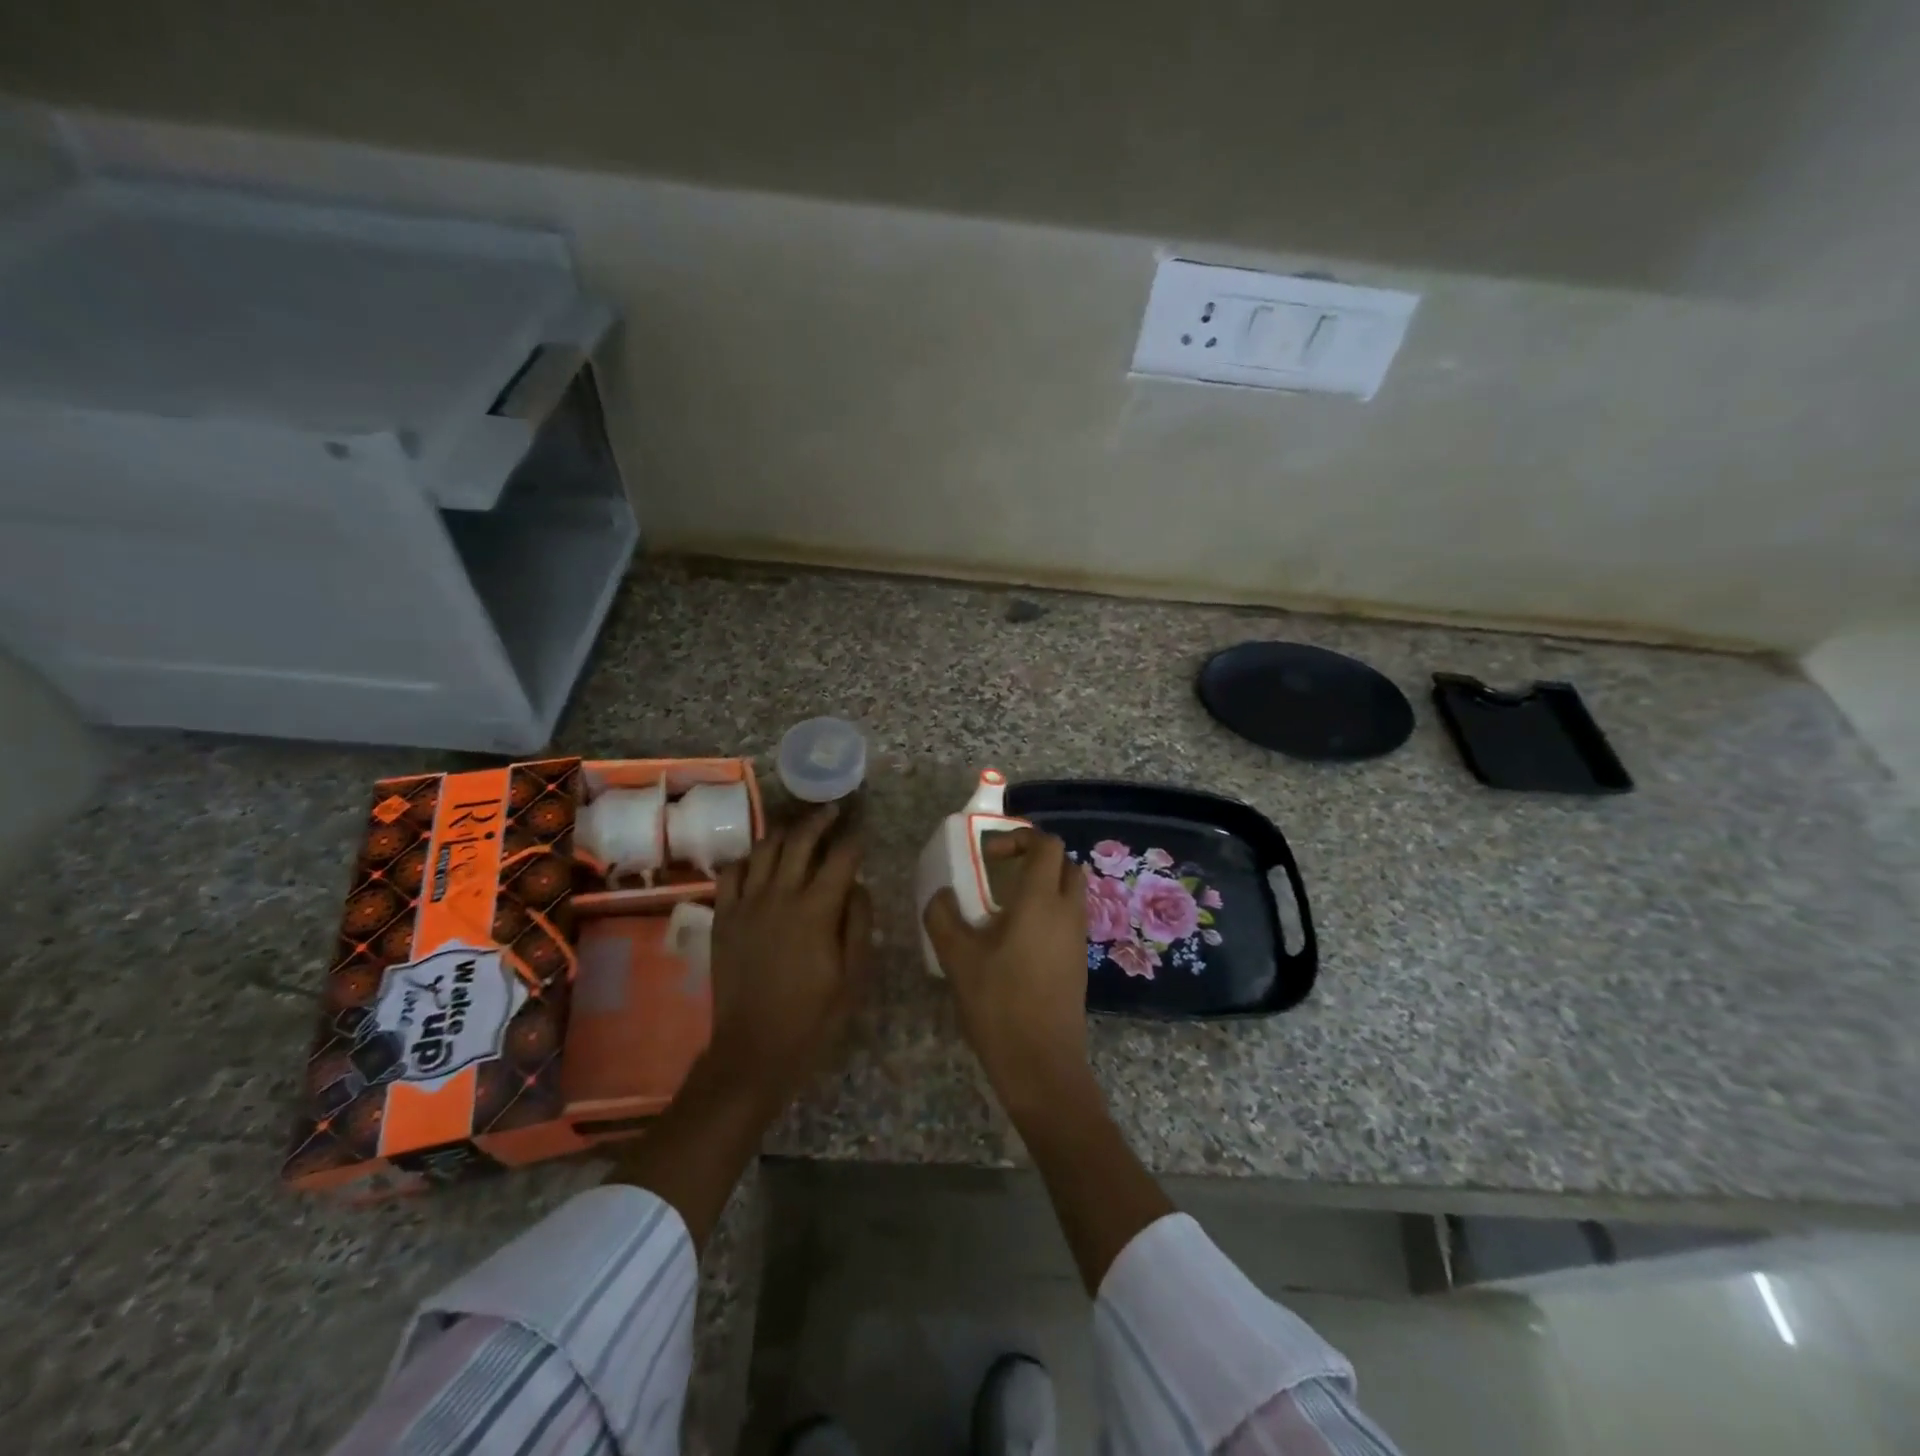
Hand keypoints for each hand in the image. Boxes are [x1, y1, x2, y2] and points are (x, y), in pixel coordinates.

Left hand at [703, 805, 871, 1108]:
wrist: (754, 1049)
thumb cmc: (814, 1016)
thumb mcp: (854, 975)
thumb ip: (859, 922)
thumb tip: (858, 885)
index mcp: (817, 910)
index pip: (841, 857)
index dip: (855, 838)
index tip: (863, 828)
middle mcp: (781, 895)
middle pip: (800, 840)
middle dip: (820, 820)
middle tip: (833, 812)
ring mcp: (747, 904)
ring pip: (765, 848)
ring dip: (785, 831)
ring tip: (798, 827)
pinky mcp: (723, 917)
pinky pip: (731, 873)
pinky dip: (747, 859)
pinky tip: (759, 862)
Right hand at [923, 828, 1095, 1118]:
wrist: (1042, 1064)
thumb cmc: (999, 1004)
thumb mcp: (957, 958)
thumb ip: (943, 916)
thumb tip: (941, 894)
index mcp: (1041, 901)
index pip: (1047, 844)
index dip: (1019, 838)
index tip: (989, 856)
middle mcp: (1067, 912)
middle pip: (1065, 864)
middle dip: (1035, 859)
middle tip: (1000, 874)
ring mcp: (1077, 938)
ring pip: (1069, 893)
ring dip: (1041, 887)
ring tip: (1002, 909)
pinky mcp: (1078, 962)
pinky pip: (1067, 919)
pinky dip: (1047, 913)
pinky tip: (1014, 941)